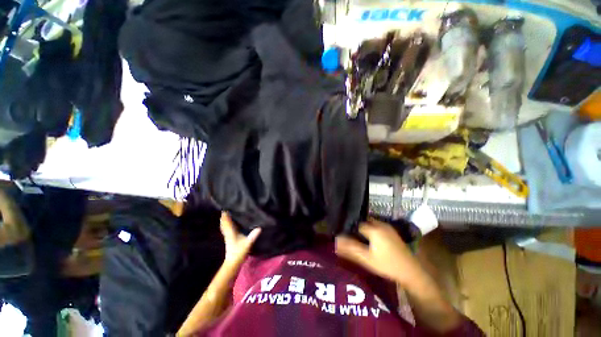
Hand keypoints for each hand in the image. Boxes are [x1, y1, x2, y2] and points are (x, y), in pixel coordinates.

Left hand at [220, 213, 260, 268]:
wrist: (233, 262)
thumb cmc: (239, 252)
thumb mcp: (248, 244)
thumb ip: (253, 236)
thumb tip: (259, 228)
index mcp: (231, 233)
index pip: (227, 223)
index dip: (226, 216)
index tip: (225, 209)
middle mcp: (228, 234)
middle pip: (224, 224)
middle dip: (224, 217)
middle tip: (225, 210)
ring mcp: (227, 237)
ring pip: (224, 227)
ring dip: (224, 221)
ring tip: (225, 215)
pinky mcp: (228, 239)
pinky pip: (225, 230)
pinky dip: (225, 226)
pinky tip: (228, 225)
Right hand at [335, 219, 420, 286]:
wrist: (410, 271)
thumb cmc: (387, 265)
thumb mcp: (366, 258)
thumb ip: (351, 249)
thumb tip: (336, 241)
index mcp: (374, 229)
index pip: (356, 224)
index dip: (350, 229)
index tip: (345, 236)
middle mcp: (380, 224)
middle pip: (364, 221)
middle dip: (357, 227)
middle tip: (351, 236)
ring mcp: (387, 227)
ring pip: (371, 222)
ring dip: (364, 227)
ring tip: (359, 237)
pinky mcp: (392, 231)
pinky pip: (377, 225)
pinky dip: (371, 229)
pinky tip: (371, 239)